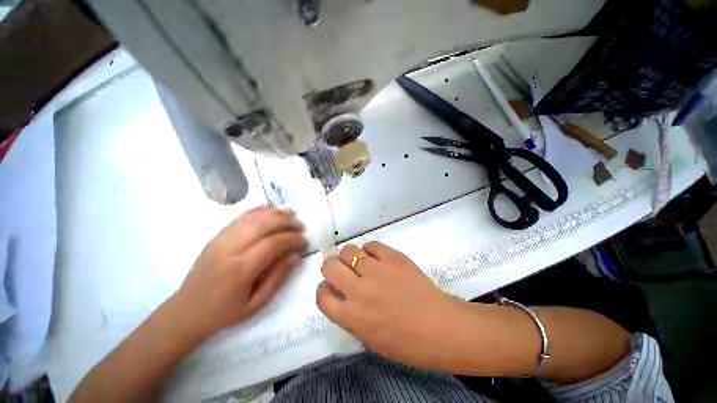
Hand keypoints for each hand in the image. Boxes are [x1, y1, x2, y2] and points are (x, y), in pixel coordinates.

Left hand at [172, 207, 306, 339]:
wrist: (186, 311)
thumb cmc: (224, 312)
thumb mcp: (256, 303)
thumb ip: (278, 277)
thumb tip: (296, 255)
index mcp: (240, 270)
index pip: (272, 244)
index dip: (291, 238)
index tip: (304, 241)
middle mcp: (229, 249)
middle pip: (263, 225)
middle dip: (286, 221)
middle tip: (300, 225)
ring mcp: (220, 240)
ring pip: (252, 218)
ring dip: (275, 213)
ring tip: (291, 213)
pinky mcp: (216, 236)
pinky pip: (239, 217)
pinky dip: (257, 210)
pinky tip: (270, 208)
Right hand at [316, 242, 462, 368]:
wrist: (439, 328)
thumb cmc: (405, 341)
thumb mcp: (369, 337)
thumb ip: (350, 315)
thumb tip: (342, 292)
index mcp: (351, 317)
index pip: (322, 296)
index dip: (323, 288)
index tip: (330, 285)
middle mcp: (359, 291)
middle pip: (330, 265)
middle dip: (332, 265)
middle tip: (341, 267)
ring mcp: (376, 271)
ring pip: (349, 250)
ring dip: (350, 255)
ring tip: (361, 261)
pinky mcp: (393, 258)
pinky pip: (372, 245)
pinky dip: (371, 250)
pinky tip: (378, 257)